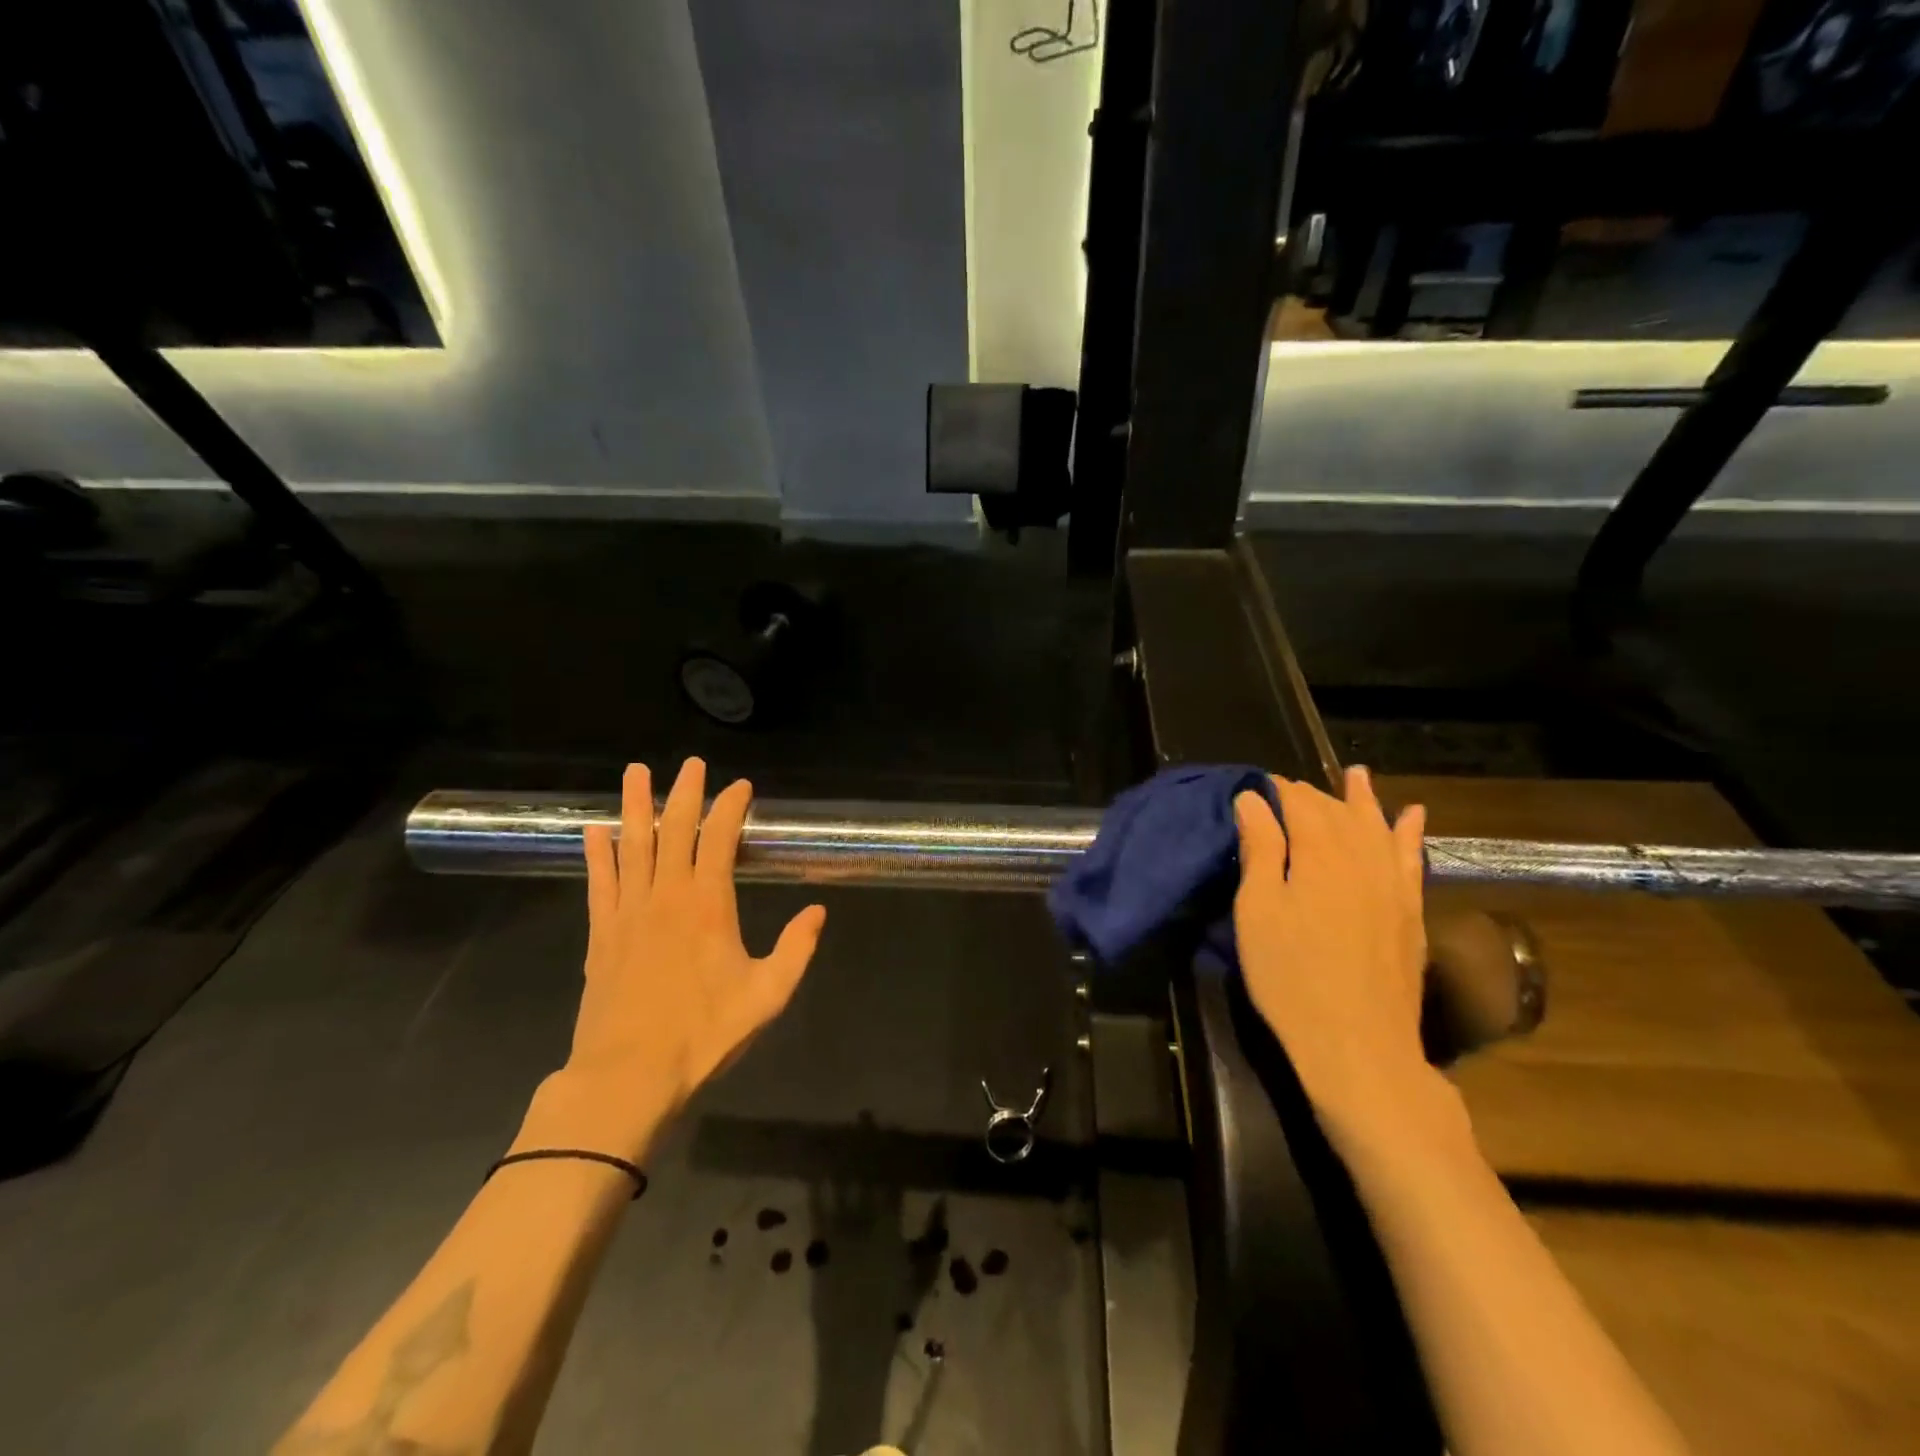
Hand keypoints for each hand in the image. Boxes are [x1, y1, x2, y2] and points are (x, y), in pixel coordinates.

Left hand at [525, 759, 825, 1161]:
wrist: (627, 1076)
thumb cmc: (703, 1035)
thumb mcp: (767, 996)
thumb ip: (796, 949)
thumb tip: (818, 911)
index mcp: (708, 905)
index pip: (720, 838)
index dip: (731, 807)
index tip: (741, 786)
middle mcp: (666, 895)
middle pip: (673, 830)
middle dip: (684, 792)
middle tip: (691, 763)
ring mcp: (629, 911)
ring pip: (632, 845)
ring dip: (634, 806)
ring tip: (635, 771)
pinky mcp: (602, 933)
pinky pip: (599, 881)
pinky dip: (597, 852)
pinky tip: (594, 829)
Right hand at [1233, 765, 1462, 1151]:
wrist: (1358, 1045)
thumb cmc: (1290, 976)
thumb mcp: (1257, 911)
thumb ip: (1259, 849)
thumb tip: (1253, 798)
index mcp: (1320, 852)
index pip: (1299, 802)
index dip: (1277, 790)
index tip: (1255, 788)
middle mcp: (1363, 857)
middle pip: (1339, 811)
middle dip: (1313, 795)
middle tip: (1288, 790)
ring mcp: (1394, 885)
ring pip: (1379, 827)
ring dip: (1365, 800)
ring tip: (1357, 774)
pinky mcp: (1411, 912)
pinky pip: (1412, 858)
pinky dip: (1410, 834)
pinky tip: (1413, 817)